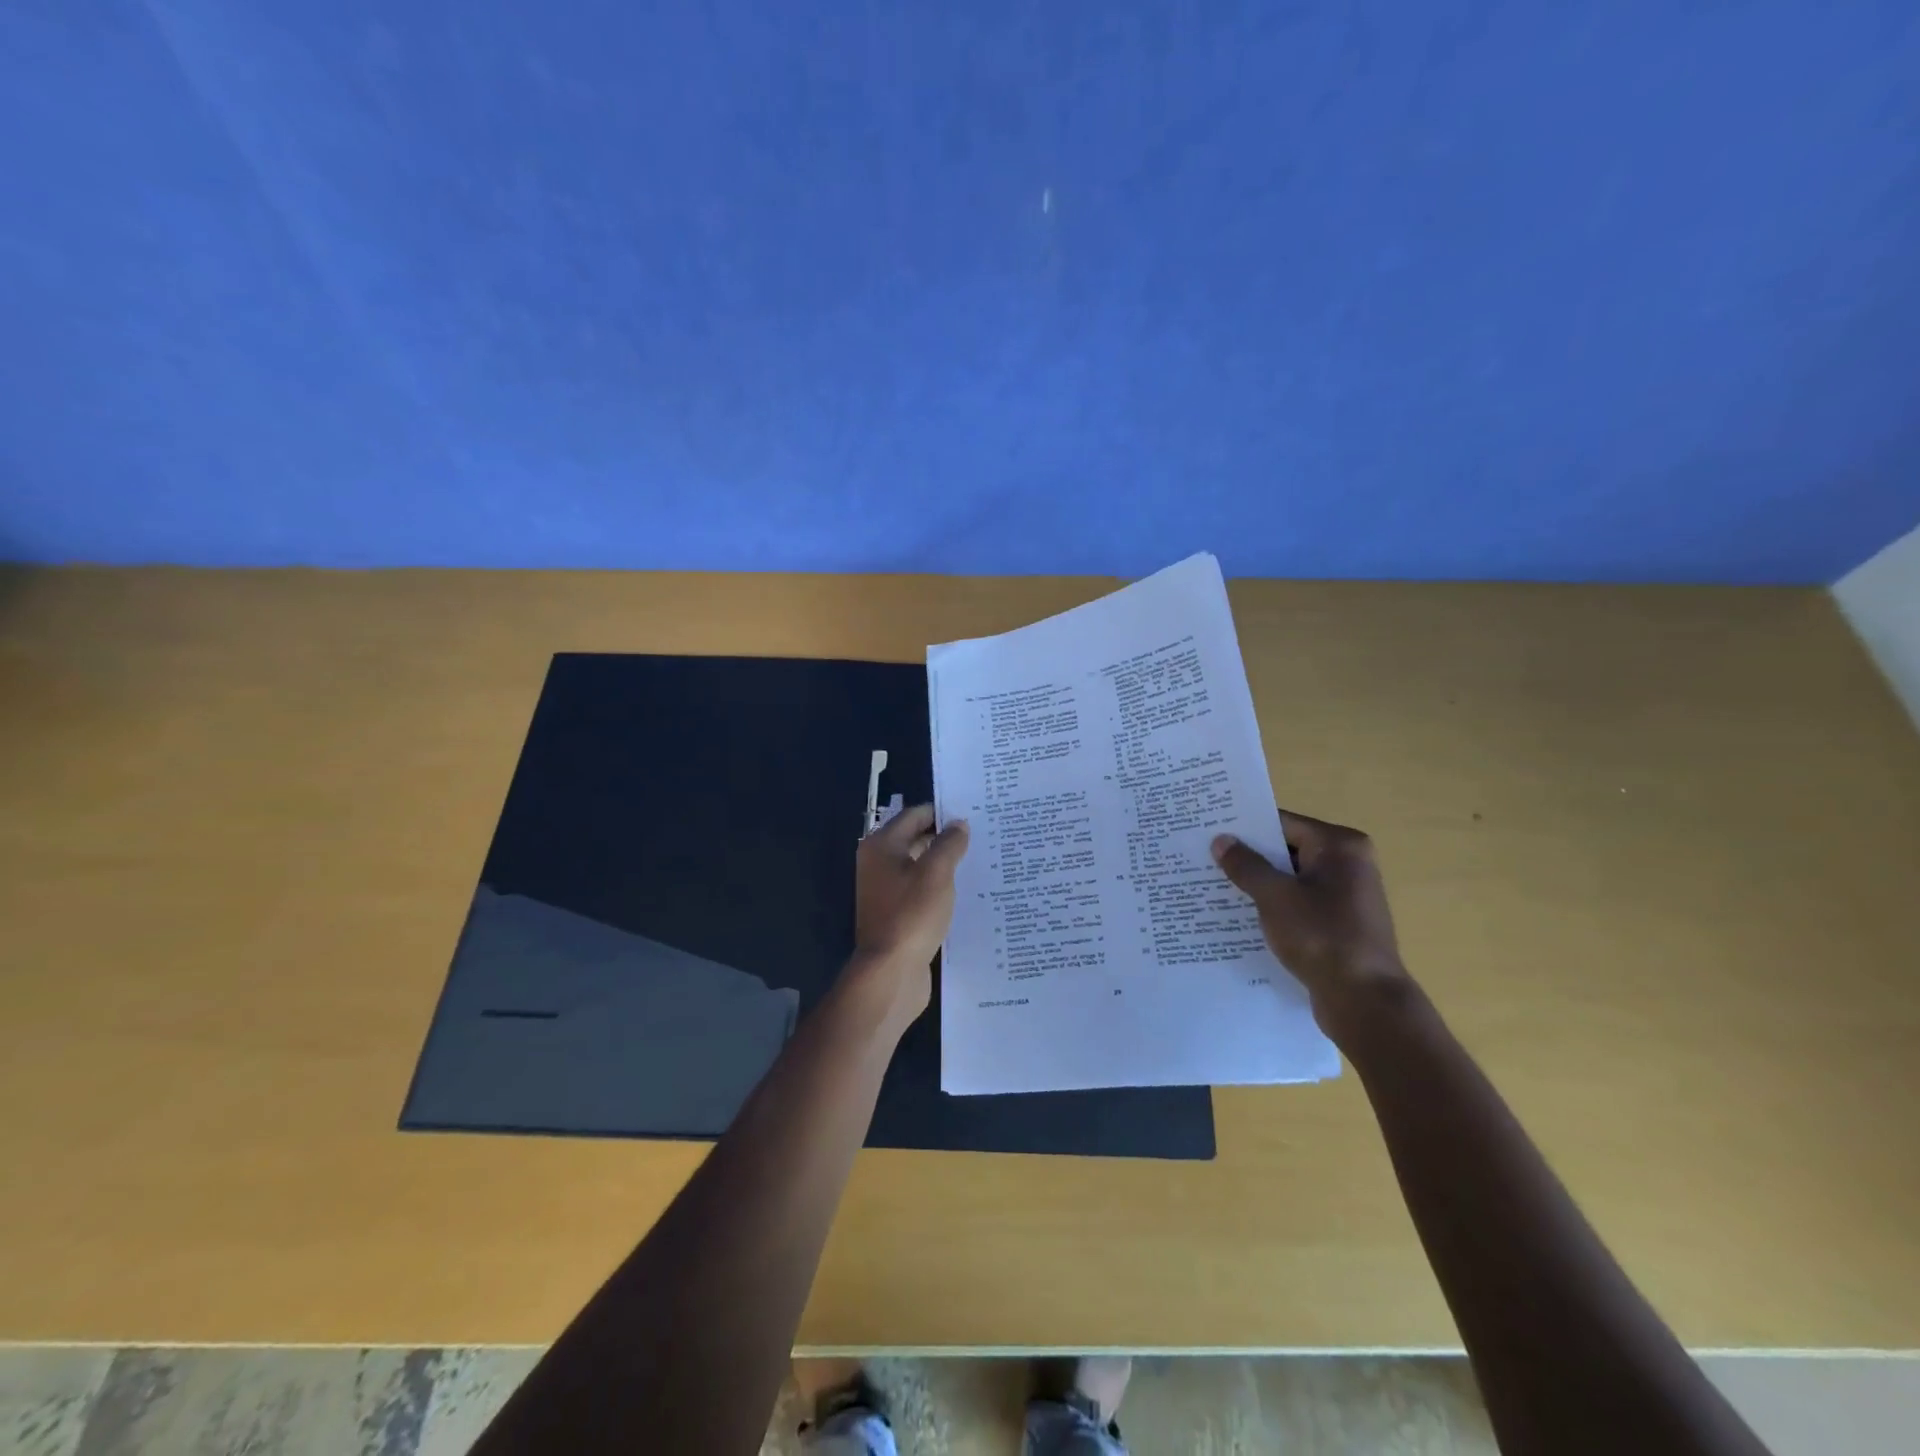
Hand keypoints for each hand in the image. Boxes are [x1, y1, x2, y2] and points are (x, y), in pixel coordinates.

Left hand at [850, 804, 969, 1016]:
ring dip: (945, 863)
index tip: (974, 814)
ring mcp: (886, 891)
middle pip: (916, 839)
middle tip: (982, 836)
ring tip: (980, 862)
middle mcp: (879, 863)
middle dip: (946, 838)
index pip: (915, 815)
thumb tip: (959, 824)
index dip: (943, 812)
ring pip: (920, 866)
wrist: (890, 972)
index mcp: (882, 846)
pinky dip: (939, 887)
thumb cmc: (911, 915)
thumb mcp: (936, 873)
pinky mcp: (896, 914)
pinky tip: (965, 892)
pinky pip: (921, 890)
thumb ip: (949, 844)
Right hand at [1211, 810, 1412, 1040]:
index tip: (1209, 829)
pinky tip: (1240, 914)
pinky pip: (1298, 902)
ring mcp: (1346, 895)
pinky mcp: (1339, 922)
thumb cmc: (1322, 937)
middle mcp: (1348, 863)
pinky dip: (1273, 905)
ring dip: (1258, 883)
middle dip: (1248, 856)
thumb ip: (1246, 865)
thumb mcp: (1275, 897)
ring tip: (1214, 884)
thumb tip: (1221, 840)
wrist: (1365, 1001)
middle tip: (1204, 856)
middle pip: (1287, 849)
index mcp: (1340, 846)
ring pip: (1290, 878)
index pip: (1282, 823)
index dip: (1244, 827)